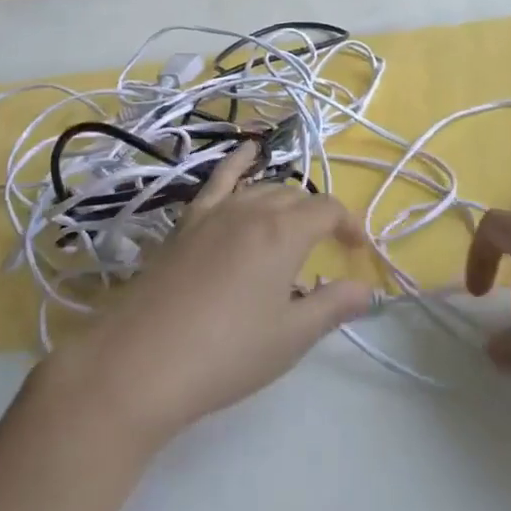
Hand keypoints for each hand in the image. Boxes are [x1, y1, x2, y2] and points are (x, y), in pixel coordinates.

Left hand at [38, 143, 371, 444]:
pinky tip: (246, 150)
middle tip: (326, 251)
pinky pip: (218, 180)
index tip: (358, 252)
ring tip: (294, 224)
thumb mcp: (290, 337)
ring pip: (261, 190)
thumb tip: (367, 290)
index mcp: (283, 232)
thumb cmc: (228, 353)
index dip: (349, 226)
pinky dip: (237, 162)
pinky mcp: (186, 222)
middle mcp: (251, 209)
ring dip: (285, 202)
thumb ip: (332, 306)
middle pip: (295, 198)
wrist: (143, 361)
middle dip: (317, 218)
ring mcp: (214, 211)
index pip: (327, 210)